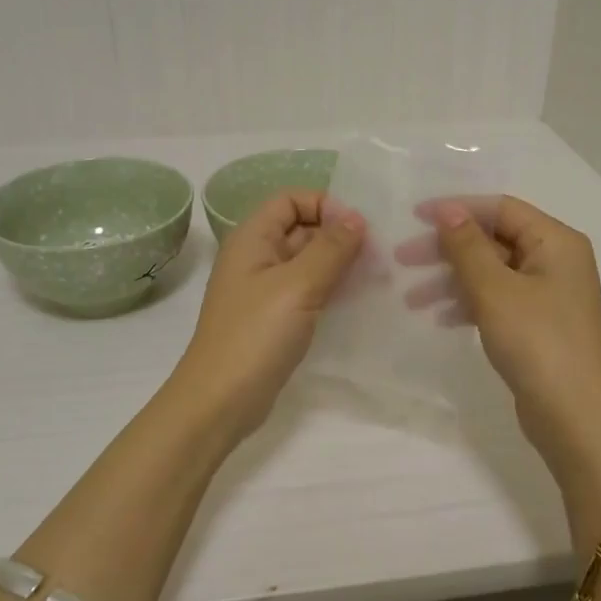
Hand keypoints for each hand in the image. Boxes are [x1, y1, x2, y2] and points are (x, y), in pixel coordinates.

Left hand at [174, 190, 366, 440]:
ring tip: (379, 275)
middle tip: (380, 253)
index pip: (290, 199)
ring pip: (308, 262)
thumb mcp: (297, 285)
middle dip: (339, 235)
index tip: (358, 227)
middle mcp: (257, 257)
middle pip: (302, 229)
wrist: (220, 401)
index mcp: (252, 239)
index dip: (324, 204)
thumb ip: (330, 248)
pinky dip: (332, 290)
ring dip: (340, 264)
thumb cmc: (255, 335)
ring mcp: (265, 290)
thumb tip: (356, 217)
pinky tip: (361, 300)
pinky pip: (308, 291)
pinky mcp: (275, 318)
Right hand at [405, 196, 600, 478]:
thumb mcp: (495, 290)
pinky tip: (441, 318)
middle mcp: (557, 261)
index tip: (413, 217)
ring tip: (412, 300)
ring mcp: (549, 295)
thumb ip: (467, 246)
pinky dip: (469, 303)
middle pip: (494, 240)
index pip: (501, 208)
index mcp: (557, 241)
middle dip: (448, 249)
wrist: (576, 418)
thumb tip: (447, 209)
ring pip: (492, 272)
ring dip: (452, 280)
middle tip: (402, 260)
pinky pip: (498, 300)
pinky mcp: (539, 325)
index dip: (457, 208)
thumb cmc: (537, 343)